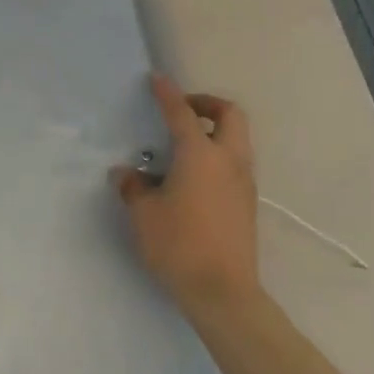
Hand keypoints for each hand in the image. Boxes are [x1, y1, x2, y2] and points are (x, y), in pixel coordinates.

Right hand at [115, 75, 261, 311]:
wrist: (223, 294)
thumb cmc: (179, 245)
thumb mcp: (144, 214)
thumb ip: (133, 187)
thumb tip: (126, 174)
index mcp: (200, 154)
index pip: (182, 113)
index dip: (168, 94)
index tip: (157, 80)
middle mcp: (228, 160)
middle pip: (230, 115)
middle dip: (207, 104)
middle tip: (183, 110)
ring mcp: (244, 182)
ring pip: (238, 139)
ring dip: (215, 130)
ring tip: (185, 145)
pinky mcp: (248, 203)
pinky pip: (236, 163)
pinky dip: (219, 154)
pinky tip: (194, 177)